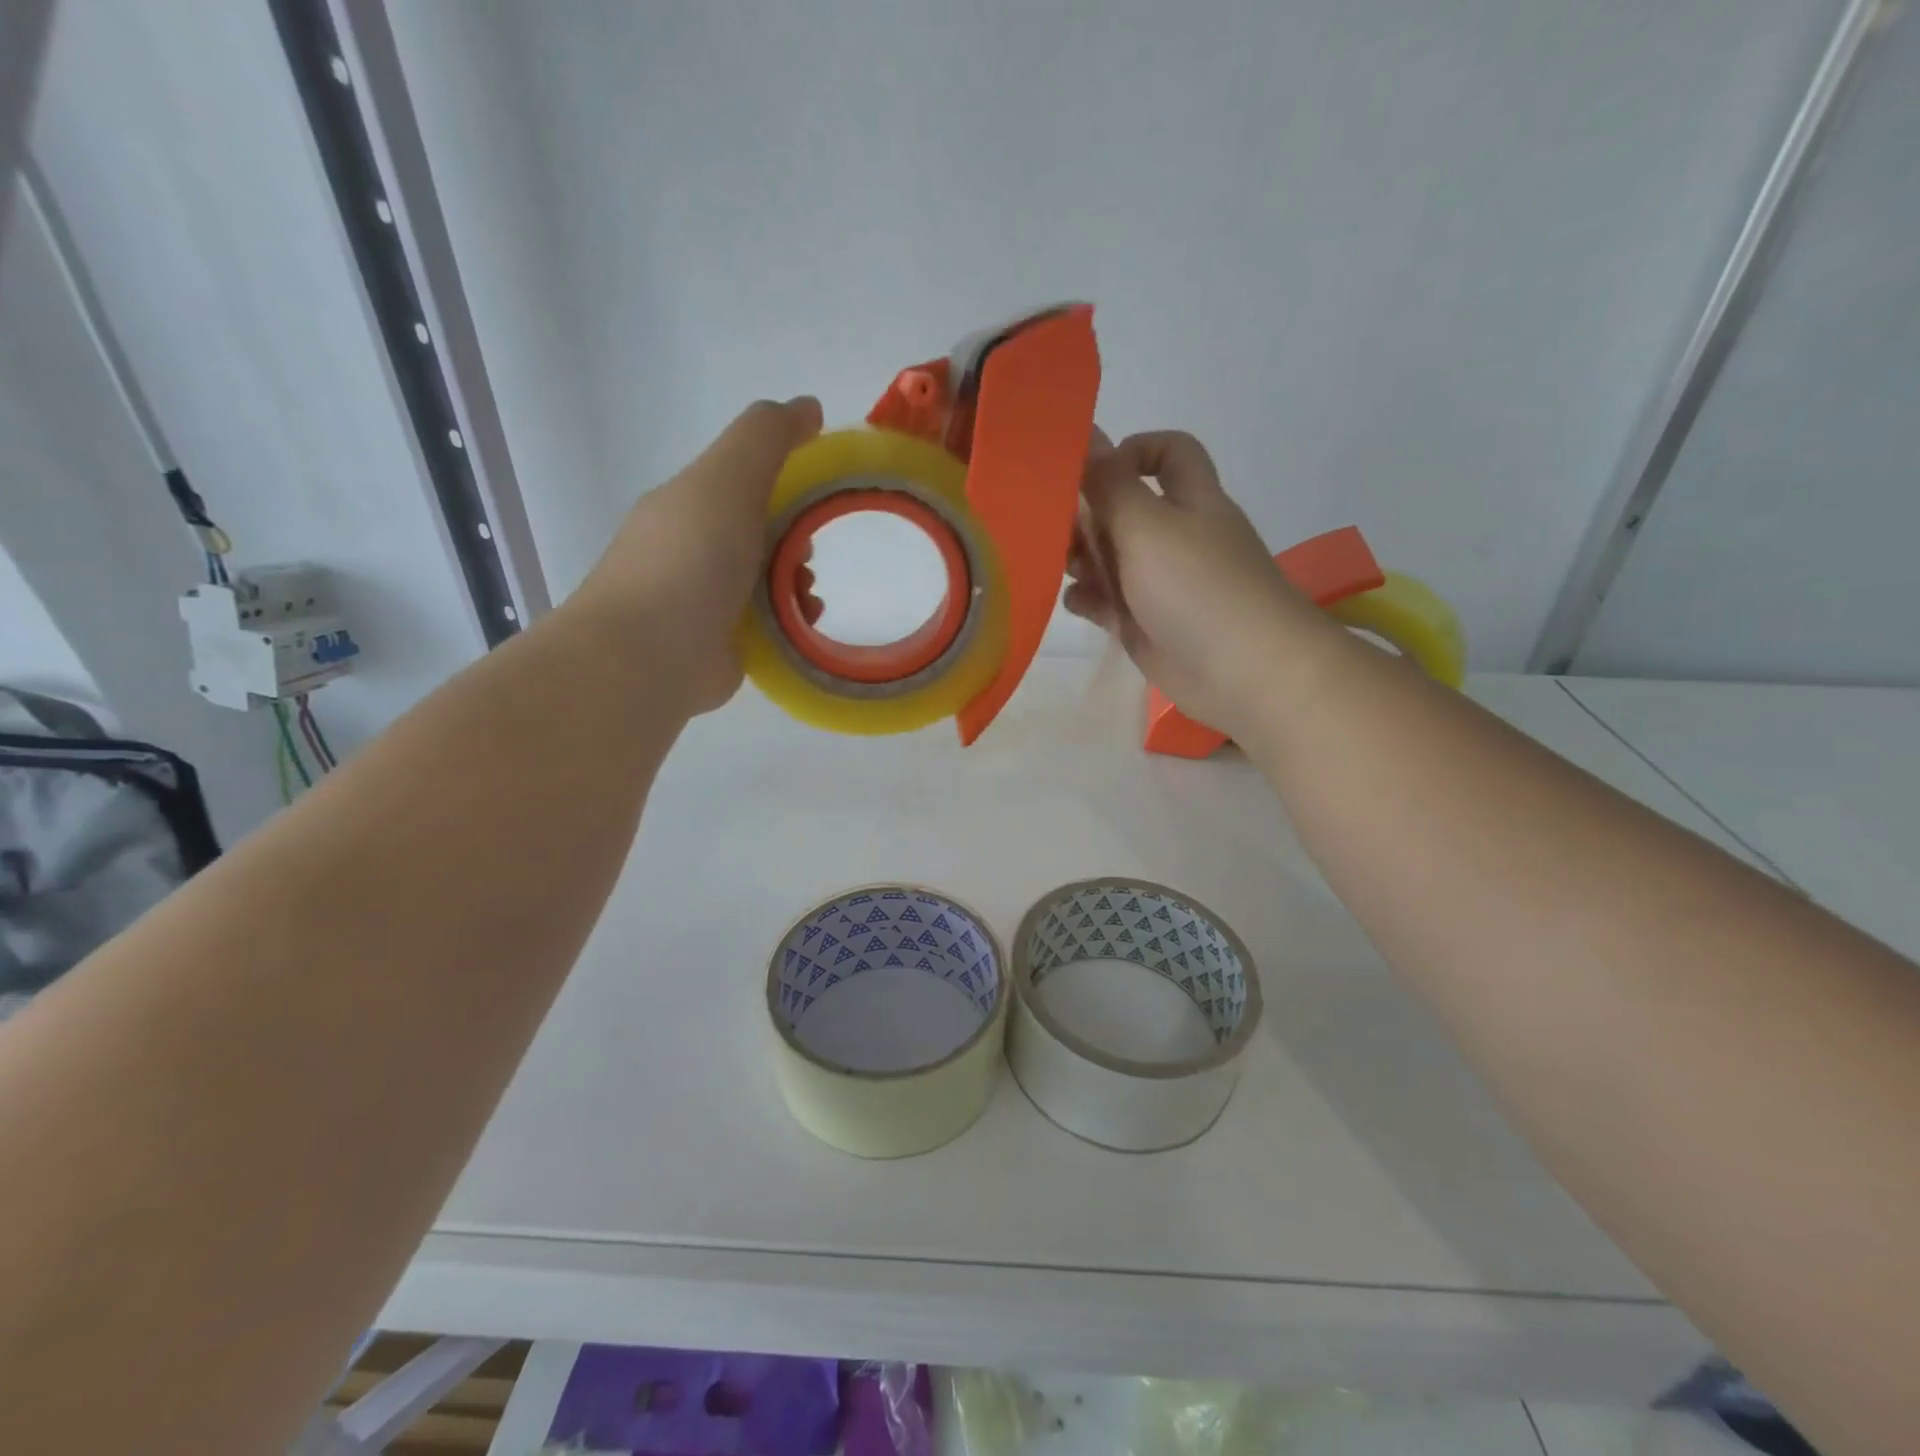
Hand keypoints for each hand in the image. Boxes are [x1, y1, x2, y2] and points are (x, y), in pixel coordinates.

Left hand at [574, 397, 822, 713]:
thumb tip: (808, 406)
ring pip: (765, 580)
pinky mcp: (719, 645)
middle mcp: (691, 549)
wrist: (650, 655)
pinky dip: (790, 619)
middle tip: (808, 552)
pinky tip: (803, 623)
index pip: (741, 480)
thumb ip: (767, 436)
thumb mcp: (728, 478)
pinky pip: (766, 623)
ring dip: (796, 582)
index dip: (784, 480)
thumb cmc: (689, 559)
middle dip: (794, 538)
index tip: (817, 492)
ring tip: (808, 597)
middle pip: (757, 532)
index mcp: (687, 504)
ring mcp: (702, 601)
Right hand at [1065, 431, 1339, 738]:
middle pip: (1124, 507)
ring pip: (1110, 557)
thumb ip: (1109, 483)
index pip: (1167, 453)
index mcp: (1189, 500)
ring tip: (1058, 565)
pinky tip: (1073, 602)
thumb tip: (1087, 432)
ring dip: (1080, 557)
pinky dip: (1088, 598)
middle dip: (1087, 512)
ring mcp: (1159, 583)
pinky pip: (1107, 601)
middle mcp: (1175, 536)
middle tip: (1053, 527)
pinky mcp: (1145, 623)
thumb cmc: (1197, 586)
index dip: (1131, 451)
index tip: (1091, 472)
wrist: (1242, 671)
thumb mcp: (1147, 524)